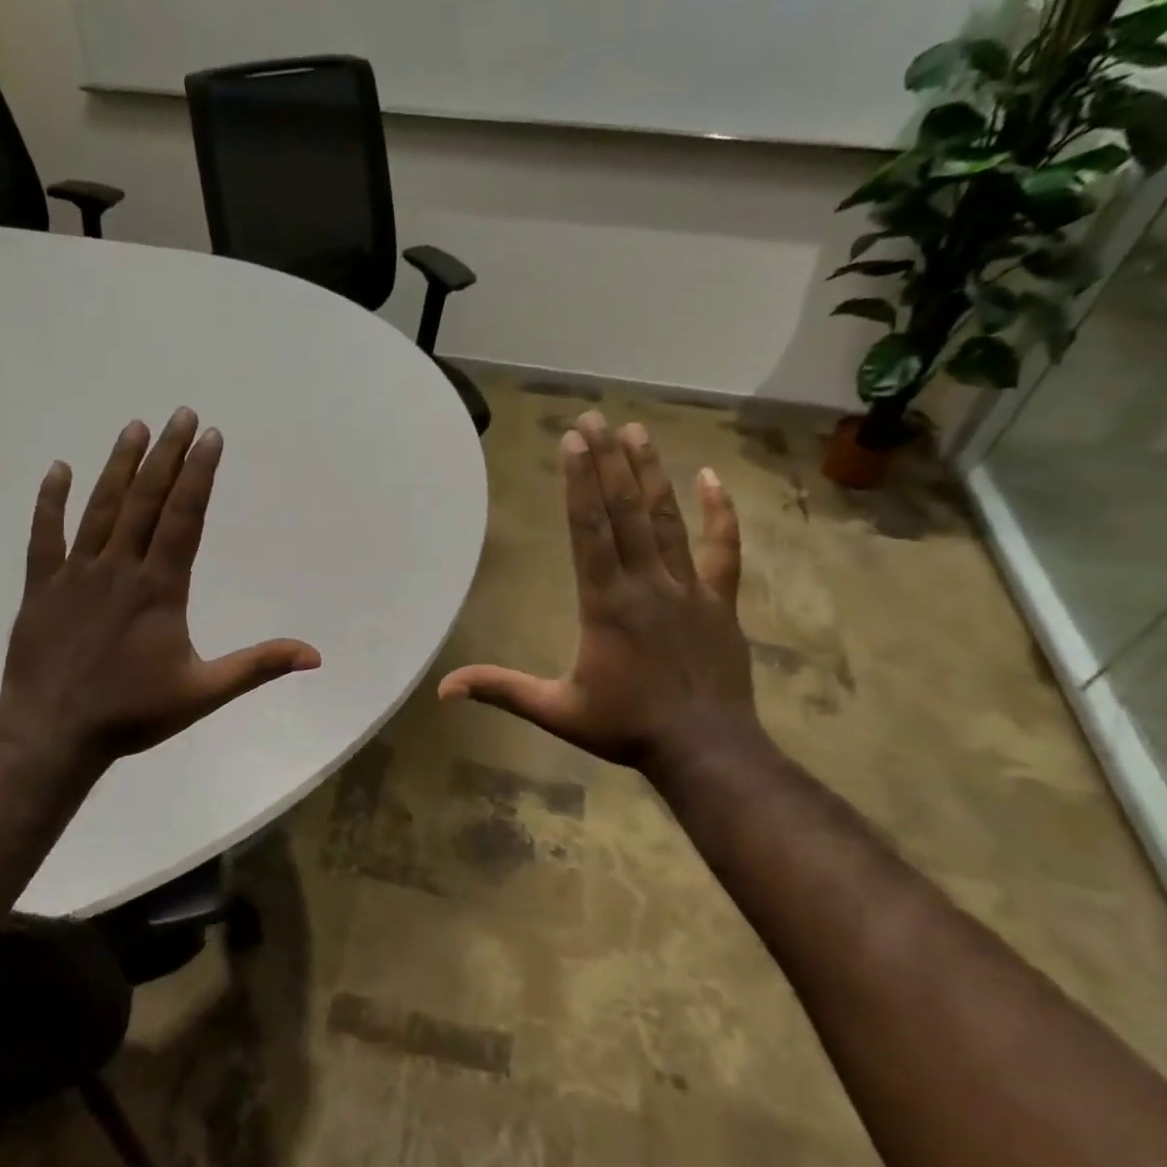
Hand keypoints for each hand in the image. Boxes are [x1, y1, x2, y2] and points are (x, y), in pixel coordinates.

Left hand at [0, 408, 320, 766]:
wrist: (52, 734)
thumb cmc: (132, 714)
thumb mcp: (204, 692)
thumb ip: (258, 667)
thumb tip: (315, 655)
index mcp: (159, 588)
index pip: (184, 518)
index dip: (199, 474)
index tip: (210, 436)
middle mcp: (119, 568)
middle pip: (146, 500)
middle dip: (167, 455)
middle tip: (181, 413)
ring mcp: (76, 574)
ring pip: (101, 508)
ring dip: (119, 466)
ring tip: (135, 427)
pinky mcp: (41, 587)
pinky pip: (45, 536)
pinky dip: (50, 502)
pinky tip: (58, 469)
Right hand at [438, 410, 757, 773]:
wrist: (706, 750)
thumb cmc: (626, 728)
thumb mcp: (556, 710)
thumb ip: (502, 690)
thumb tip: (444, 689)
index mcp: (606, 603)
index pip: (589, 530)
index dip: (579, 483)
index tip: (573, 441)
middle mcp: (646, 583)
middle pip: (624, 512)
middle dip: (607, 462)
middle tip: (595, 417)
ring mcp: (688, 588)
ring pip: (666, 520)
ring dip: (649, 474)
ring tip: (636, 431)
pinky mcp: (719, 601)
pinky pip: (723, 550)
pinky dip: (720, 513)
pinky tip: (713, 478)